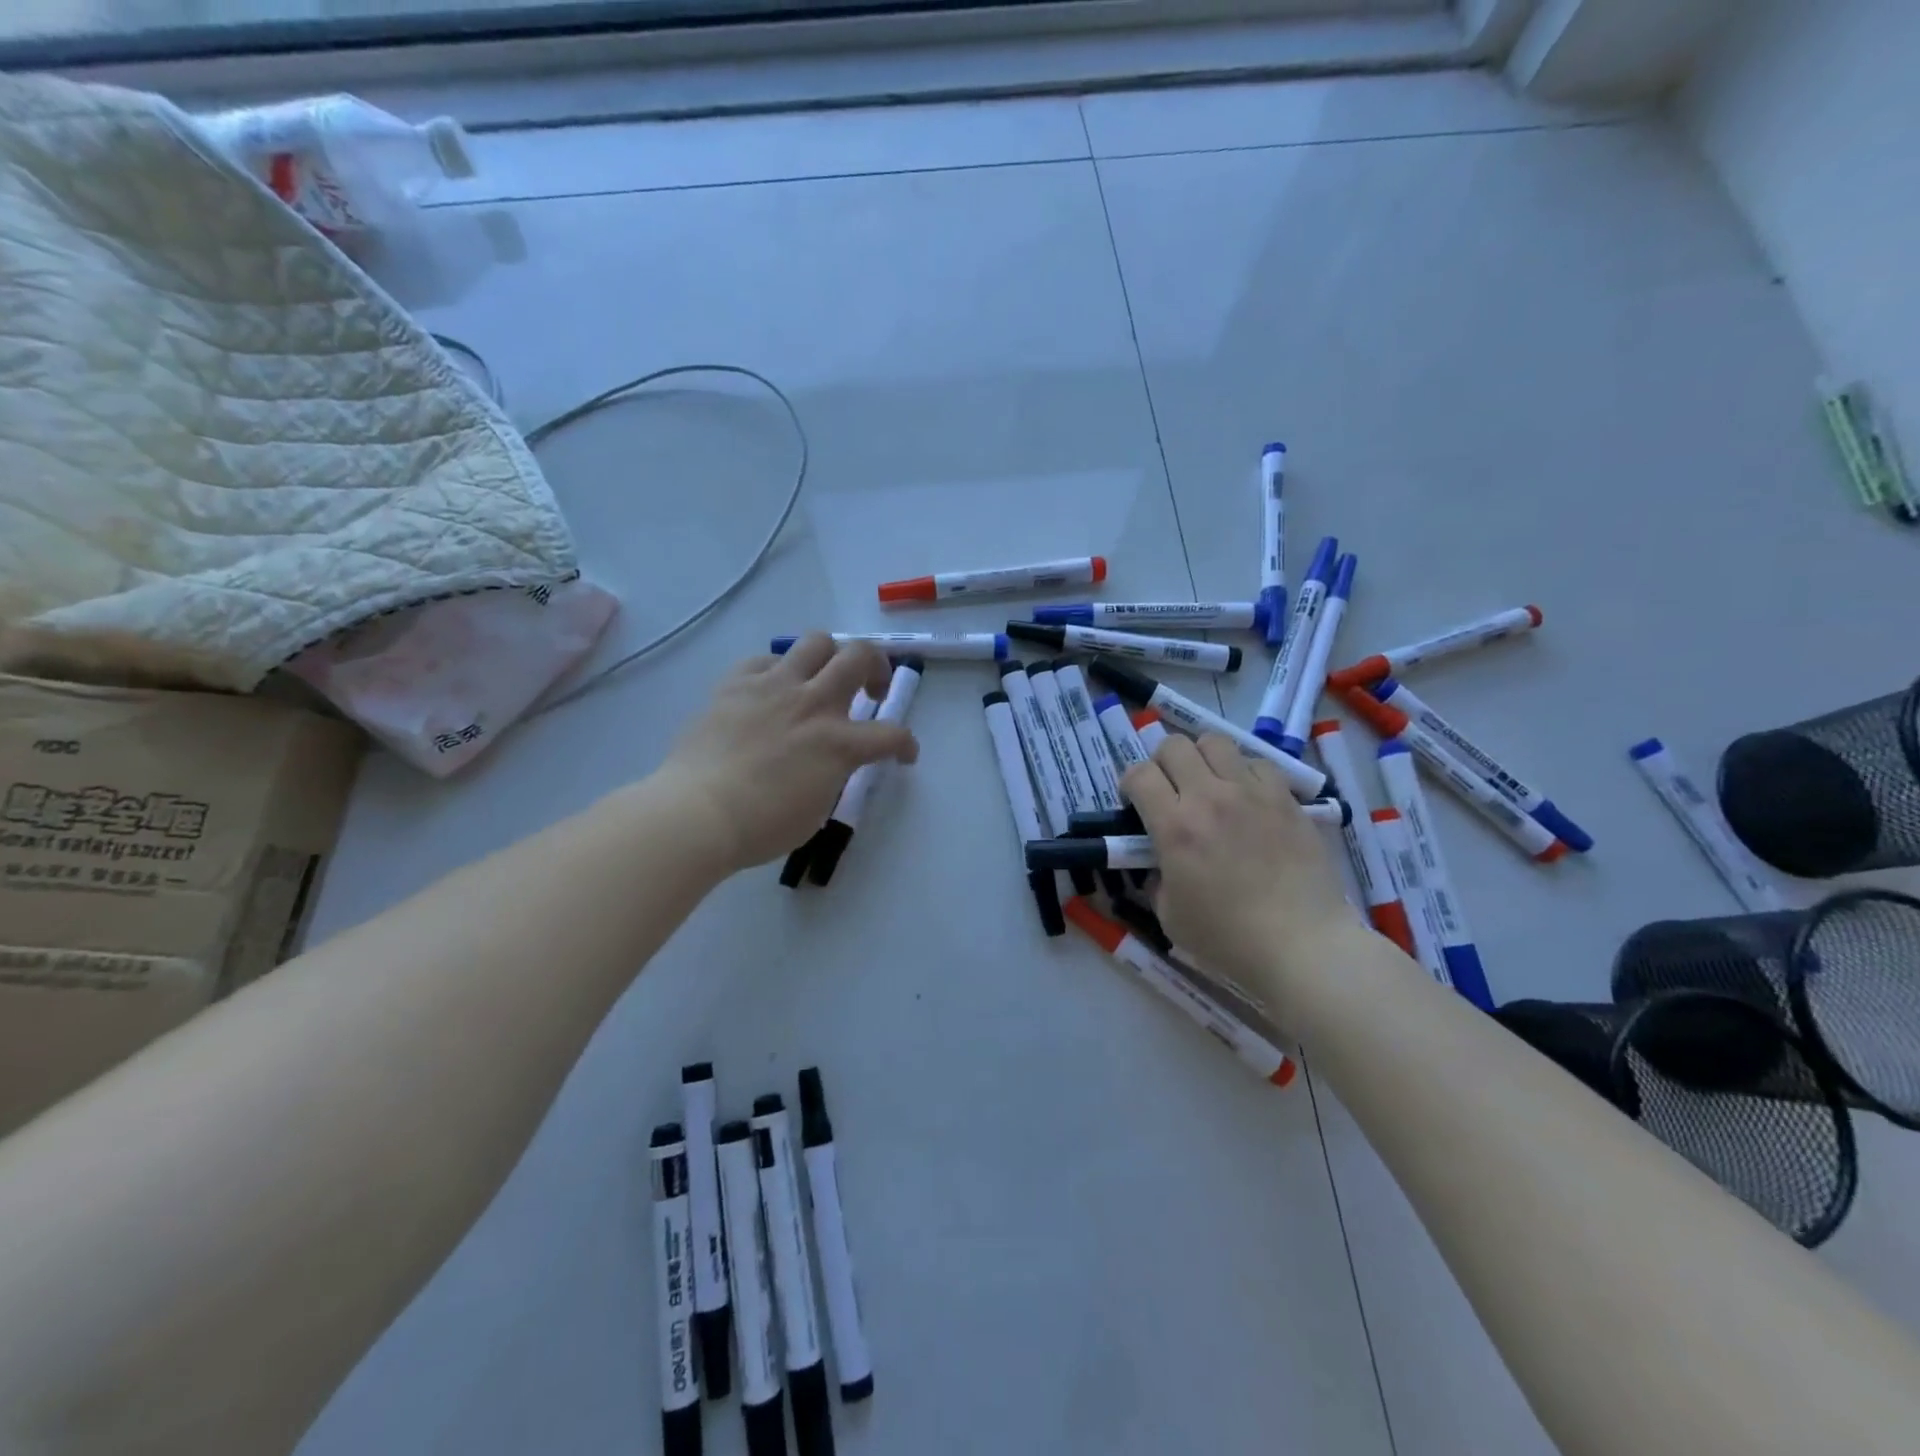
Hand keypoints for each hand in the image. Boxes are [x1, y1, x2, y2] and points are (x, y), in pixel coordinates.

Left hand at [654, 634, 918, 871]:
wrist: (697, 813)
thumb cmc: (761, 826)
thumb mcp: (817, 808)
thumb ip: (833, 774)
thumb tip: (830, 761)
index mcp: (839, 743)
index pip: (892, 734)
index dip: (906, 744)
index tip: (903, 754)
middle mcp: (813, 703)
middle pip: (861, 655)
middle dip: (876, 668)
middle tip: (869, 691)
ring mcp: (773, 687)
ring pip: (816, 641)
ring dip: (830, 657)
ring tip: (821, 679)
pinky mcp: (736, 683)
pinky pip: (765, 660)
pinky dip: (776, 671)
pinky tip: (770, 691)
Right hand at [1122, 734, 1356, 1002]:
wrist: (1302, 944)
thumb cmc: (1229, 939)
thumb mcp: (1170, 916)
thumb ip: (1156, 879)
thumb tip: (1159, 863)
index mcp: (1174, 827)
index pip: (1139, 774)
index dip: (1130, 784)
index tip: (1136, 803)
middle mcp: (1209, 798)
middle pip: (1174, 745)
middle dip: (1163, 762)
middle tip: (1170, 789)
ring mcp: (1251, 793)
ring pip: (1215, 742)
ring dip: (1203, 758)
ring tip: (1209, 784)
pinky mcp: (1285, 798)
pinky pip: (1258, 763)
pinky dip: (1245, 773)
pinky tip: (1248, 798)